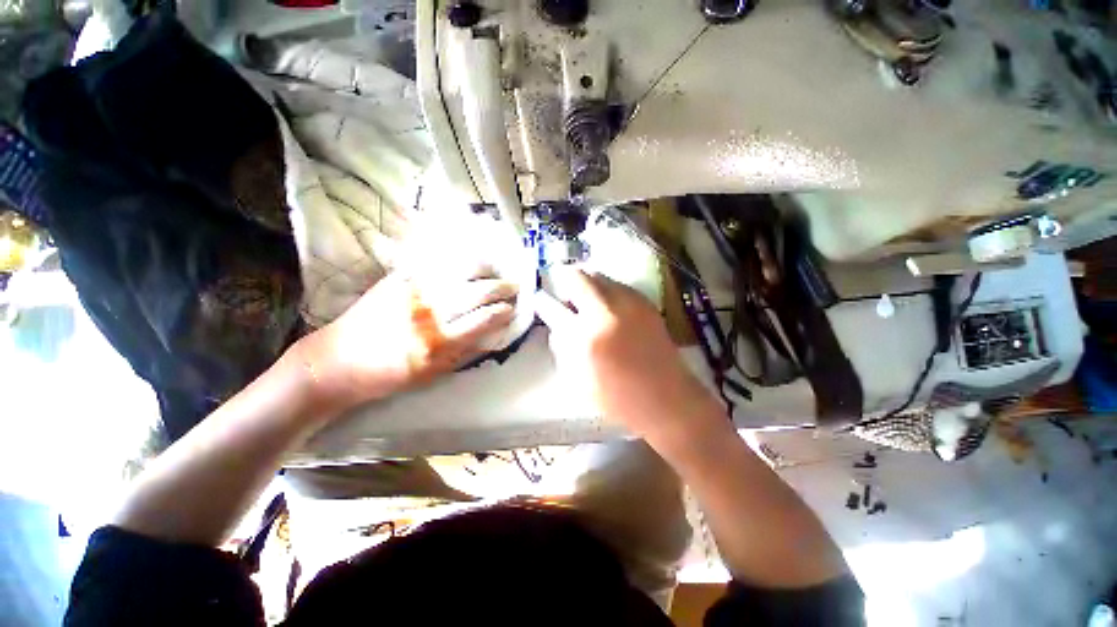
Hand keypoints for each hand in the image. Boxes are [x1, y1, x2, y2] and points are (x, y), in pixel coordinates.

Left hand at [294, 270, 516, 415]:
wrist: (337, 361)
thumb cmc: (389, 375)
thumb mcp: (433, 374)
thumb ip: (466, 353)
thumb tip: (493, 334)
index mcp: (438, 342)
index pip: (484, 319)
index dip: (503, 312)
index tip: (512, 308)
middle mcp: (429, 311)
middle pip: (477, 291)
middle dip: (502, 287)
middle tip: (513, 286)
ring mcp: (412, 290)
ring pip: (460, 271)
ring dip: (485, 270)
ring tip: (496, 270)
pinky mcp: (398, 278)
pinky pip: (436, 264)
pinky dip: (457, 262)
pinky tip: (468, 262)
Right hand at [538, 268, 727, 445]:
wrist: (667, 399)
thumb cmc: (618, 396)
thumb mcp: (578, 378)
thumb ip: (562, 344)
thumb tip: (556, 322)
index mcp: (590, 334)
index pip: (555, 306)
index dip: (546, 299)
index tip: (543, 301)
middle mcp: (611, 309)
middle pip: (581, 275)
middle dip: (568, 284)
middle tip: (567, 302)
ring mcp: (632, 302)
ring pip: (600, 276)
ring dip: (588, 286)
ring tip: (588, 306)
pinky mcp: (647, 304)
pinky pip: (618, 286)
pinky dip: (606, 291)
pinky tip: (609, 311)